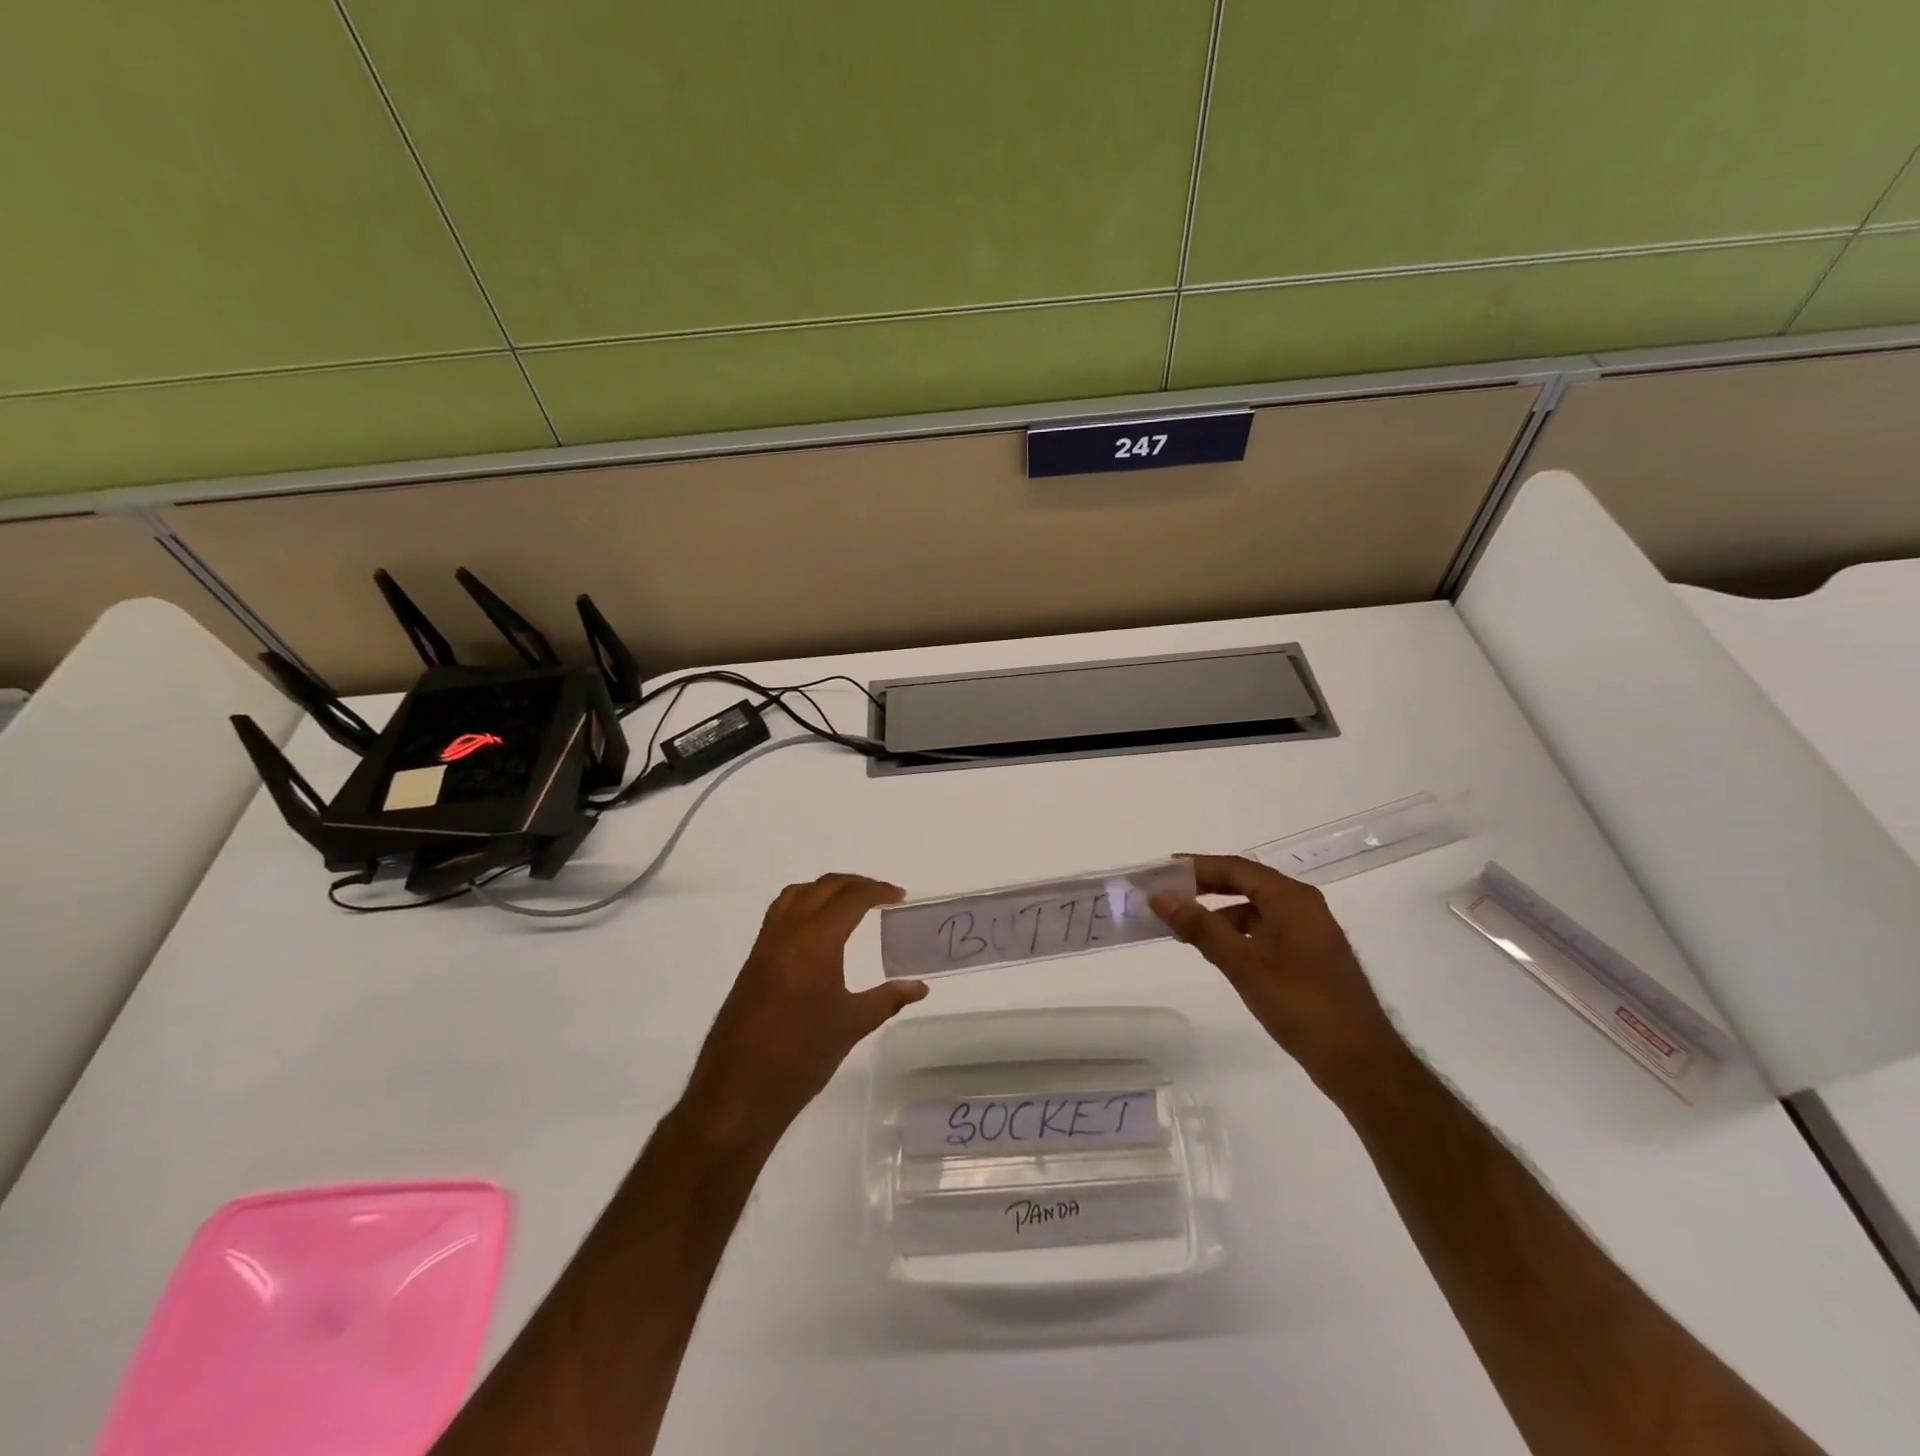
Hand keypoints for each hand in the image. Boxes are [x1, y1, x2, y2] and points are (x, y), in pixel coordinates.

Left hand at [680, 873, 926, 1151]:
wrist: (739, 1090)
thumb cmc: (802, 1056)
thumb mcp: (852, 1024)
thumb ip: (888, 999)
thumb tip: (919, 987)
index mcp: (815, 940)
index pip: (850, 899)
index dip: (878, 891)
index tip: (899, 896)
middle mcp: (787, 932)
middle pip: (823, 888)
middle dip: (854, 884)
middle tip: (881, 895)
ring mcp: (765, 945)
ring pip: (796, 895)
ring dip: (825, 890)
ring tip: (849, 903)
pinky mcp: (753, 961)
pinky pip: (779, 914)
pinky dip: (803, 905)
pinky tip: (817, 932)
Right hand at [1152, 854, 1400, 1094]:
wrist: (1360, 1062)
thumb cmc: (1300, 1004)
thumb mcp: (1243, 964)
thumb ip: (1200, 926)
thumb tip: (1160, 896)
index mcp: (1291, 898)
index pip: (1236, 868)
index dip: (1197, 866)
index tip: (1161, 871)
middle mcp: (1302, 906)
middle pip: (1245, 884)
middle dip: (1205, 887)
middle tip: (1166, 894)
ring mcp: (1308, 932)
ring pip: (1254, 909)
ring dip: (1218, 913)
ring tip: (1183, 928)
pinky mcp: (1308, 957)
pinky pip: (1264, 931)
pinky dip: (1237, 934)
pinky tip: (1217, 952)